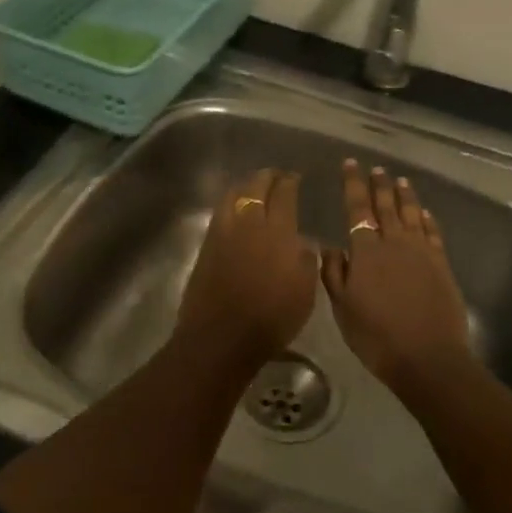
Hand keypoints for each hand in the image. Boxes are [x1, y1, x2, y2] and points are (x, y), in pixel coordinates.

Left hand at [174, 169, 318, 368]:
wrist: (222, 337)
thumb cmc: (271, 317)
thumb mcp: (305, 291)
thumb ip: (305, 259)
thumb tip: (301, 241)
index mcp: (277, 231)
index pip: (284, 194)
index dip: (290, 182)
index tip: (295, 177)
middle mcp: (248, 223)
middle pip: (255, 187)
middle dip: (267, 177)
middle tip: (276, 176)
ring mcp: (223, 232)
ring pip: (232, 195)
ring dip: (245, 185)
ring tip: (253, 186)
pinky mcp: (207, 245)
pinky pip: (220, 212)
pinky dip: (230, 202)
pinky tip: (235, 208)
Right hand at [322, 161, 472, 392]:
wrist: (427, 357)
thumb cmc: (376, 336)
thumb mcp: (343, 308)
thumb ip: (334, 274)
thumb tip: (331, 246)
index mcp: (366, 251)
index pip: (358, 208)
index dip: (353, 184)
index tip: (350, 164)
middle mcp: (395, 242)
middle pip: (386, 206)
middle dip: (379, 185)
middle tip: (376, 168)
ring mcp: (422, 252)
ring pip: (412, 214)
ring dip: (405, 196)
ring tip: (400, 180)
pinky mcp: (442, 265)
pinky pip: (433, 233)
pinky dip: (428, 219)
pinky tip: (425, 213)